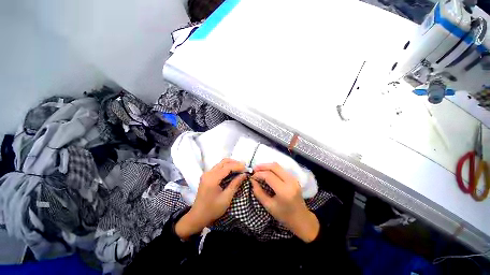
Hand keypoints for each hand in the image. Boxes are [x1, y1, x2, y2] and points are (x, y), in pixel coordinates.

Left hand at [176, 158, 246, 239]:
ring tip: (240, 169)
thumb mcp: (226, 198)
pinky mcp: (207, 176)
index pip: (227, 167)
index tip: (247, 169)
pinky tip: (233, 172)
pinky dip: (227, 167)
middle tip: (244, 168)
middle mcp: (208, 173)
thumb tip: (244, 174)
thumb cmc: (212, 209)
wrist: (197, 216)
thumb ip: (235, 184)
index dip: (238, 166)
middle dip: (235, 163)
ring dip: (231, 164)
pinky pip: (218, 167)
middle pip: (224, 162)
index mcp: (212, 179)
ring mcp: (207, 174)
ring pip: (221, 163)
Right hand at [251, 163, 319, 242]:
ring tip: (259, 169)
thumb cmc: (284, 215)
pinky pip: (281, 169)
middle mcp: (290, 181)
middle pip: (274, 167)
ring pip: (278, 166)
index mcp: (284, 191)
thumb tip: (252, 180)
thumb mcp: (268, 206)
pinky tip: (266, 172)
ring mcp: (293, 178)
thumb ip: (258, 192)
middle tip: (254, 169)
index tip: (252, 176)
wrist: (301, 218)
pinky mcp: (294, 178)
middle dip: (262, 166)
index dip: (259, 174)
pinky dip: (272, 168)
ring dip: (267, 166)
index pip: (269, 176)